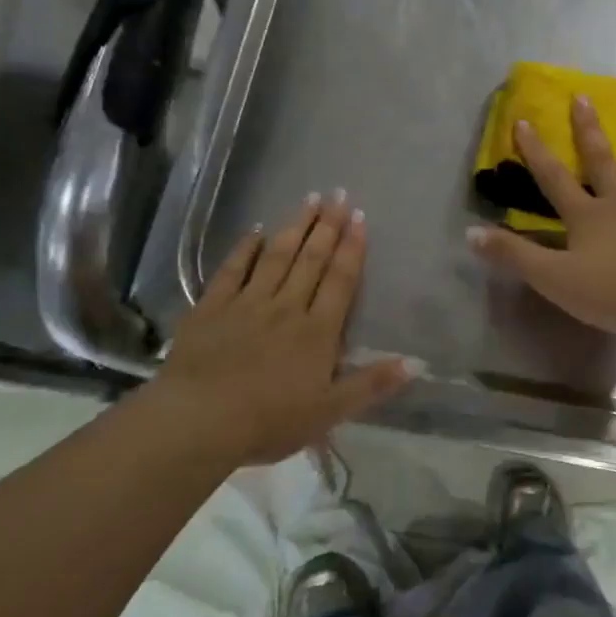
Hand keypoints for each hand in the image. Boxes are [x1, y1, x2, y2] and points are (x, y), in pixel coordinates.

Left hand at [148, 194, 409, 465]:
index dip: (352, 248)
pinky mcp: (212, 308)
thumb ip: (372, 385)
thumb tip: (416, 362)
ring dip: (295, 227)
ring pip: (277, 257)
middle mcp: (286, 307)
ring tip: (309, 200)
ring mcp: (247, 303)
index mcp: (317, 331)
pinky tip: (255, 231)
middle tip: (338, 194)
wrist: (199, 421)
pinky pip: (232, 270)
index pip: (340, 280)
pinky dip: (245, 248)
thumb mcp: (330, 412)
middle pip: (311, 260)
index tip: (359, 217)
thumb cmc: (269, 421)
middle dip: (327, 226)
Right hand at [468, 96, 615, 334]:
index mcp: (586, 216)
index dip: (536, 152)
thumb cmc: (611, 291)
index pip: (553, 178)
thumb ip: (513, 255)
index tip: (524, 120)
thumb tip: (470, 234)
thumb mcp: (552, 278)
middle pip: (601, 163)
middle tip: (583, 97)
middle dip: (588, 131)